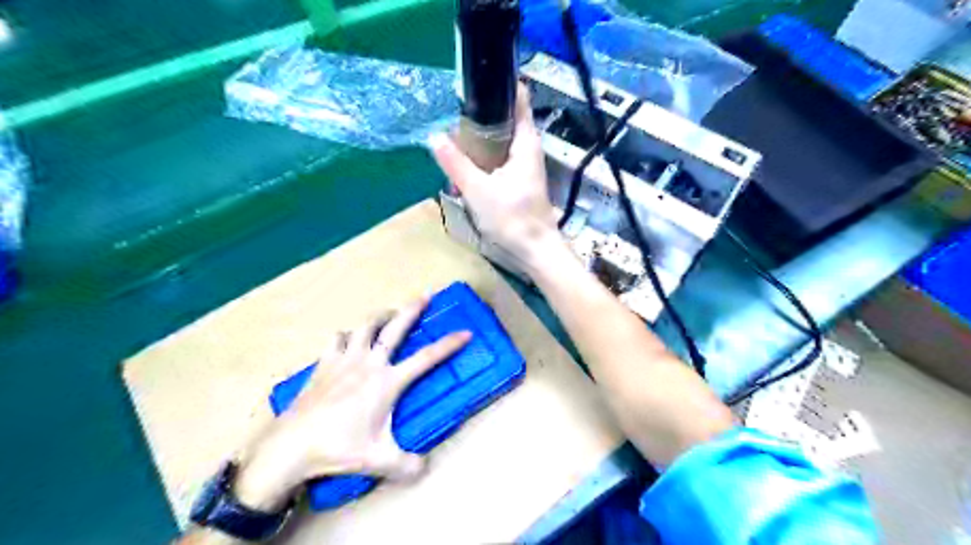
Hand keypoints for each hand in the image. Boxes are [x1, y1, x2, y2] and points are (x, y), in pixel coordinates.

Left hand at [228, 294, 470, 509]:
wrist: (292, 445)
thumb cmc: (339, 448)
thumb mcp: (380, 461)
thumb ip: (408, 466)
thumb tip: (426, 468)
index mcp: (387, 381)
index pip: (426, 358)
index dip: (448, 345)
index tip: (465, 333)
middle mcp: (369, 363)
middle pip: (394, 328)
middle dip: (412, 309)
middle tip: (425, 295)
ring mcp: (344, 359)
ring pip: (364, 326)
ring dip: (379, 317)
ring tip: (388, 314)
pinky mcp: (324, 363)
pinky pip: (337, 339)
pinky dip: (346, 335)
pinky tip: (347, 339)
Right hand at [427, 81, 556, 264]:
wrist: (535, 251)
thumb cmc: (512, 219)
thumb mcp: (478, 190)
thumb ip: (455, 163)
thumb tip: (434, 136)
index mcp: (526, 144)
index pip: (519, 101)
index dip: (501, 86)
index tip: (477, 80)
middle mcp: (529, 151)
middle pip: (506, 122)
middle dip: (482, 116)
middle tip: (455, 114)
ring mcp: (525, 168)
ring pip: (502, 143)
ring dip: (481, 141)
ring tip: (455, 138)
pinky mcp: (519, 184)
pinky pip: (500, 162)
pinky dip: (484, 160)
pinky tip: (467, 168)